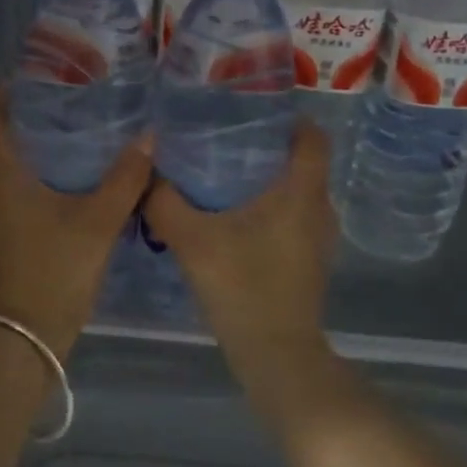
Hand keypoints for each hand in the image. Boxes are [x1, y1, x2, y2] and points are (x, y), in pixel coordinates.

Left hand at [0, 86, 152, 355]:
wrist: (17, 343)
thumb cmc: (54, 273)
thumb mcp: (98, 223)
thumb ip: (125, 178)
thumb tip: (148, 139)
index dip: (4, 91)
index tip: (36, 82)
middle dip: (12, 119)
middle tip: (56, 109)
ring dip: (9, 152)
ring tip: (53, 145)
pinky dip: (6, 181)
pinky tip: (41, 191)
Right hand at [141, 119, 338, 371]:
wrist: (275, 355)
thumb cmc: (242, 287)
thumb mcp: (192, 241)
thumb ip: (165, 203)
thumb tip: (148, 174)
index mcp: (300, 192)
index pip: (313, 137)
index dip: (290, 118)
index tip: (254, 112)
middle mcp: (318, 209)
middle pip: (303, 162)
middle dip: (269, 146)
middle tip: (226, 139)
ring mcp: (318, 237)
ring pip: (298, 191)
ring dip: (269, 179)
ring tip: (225, 173)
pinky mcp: (310, 260)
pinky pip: (294, 216)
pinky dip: (271, 207)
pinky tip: (235, 218)